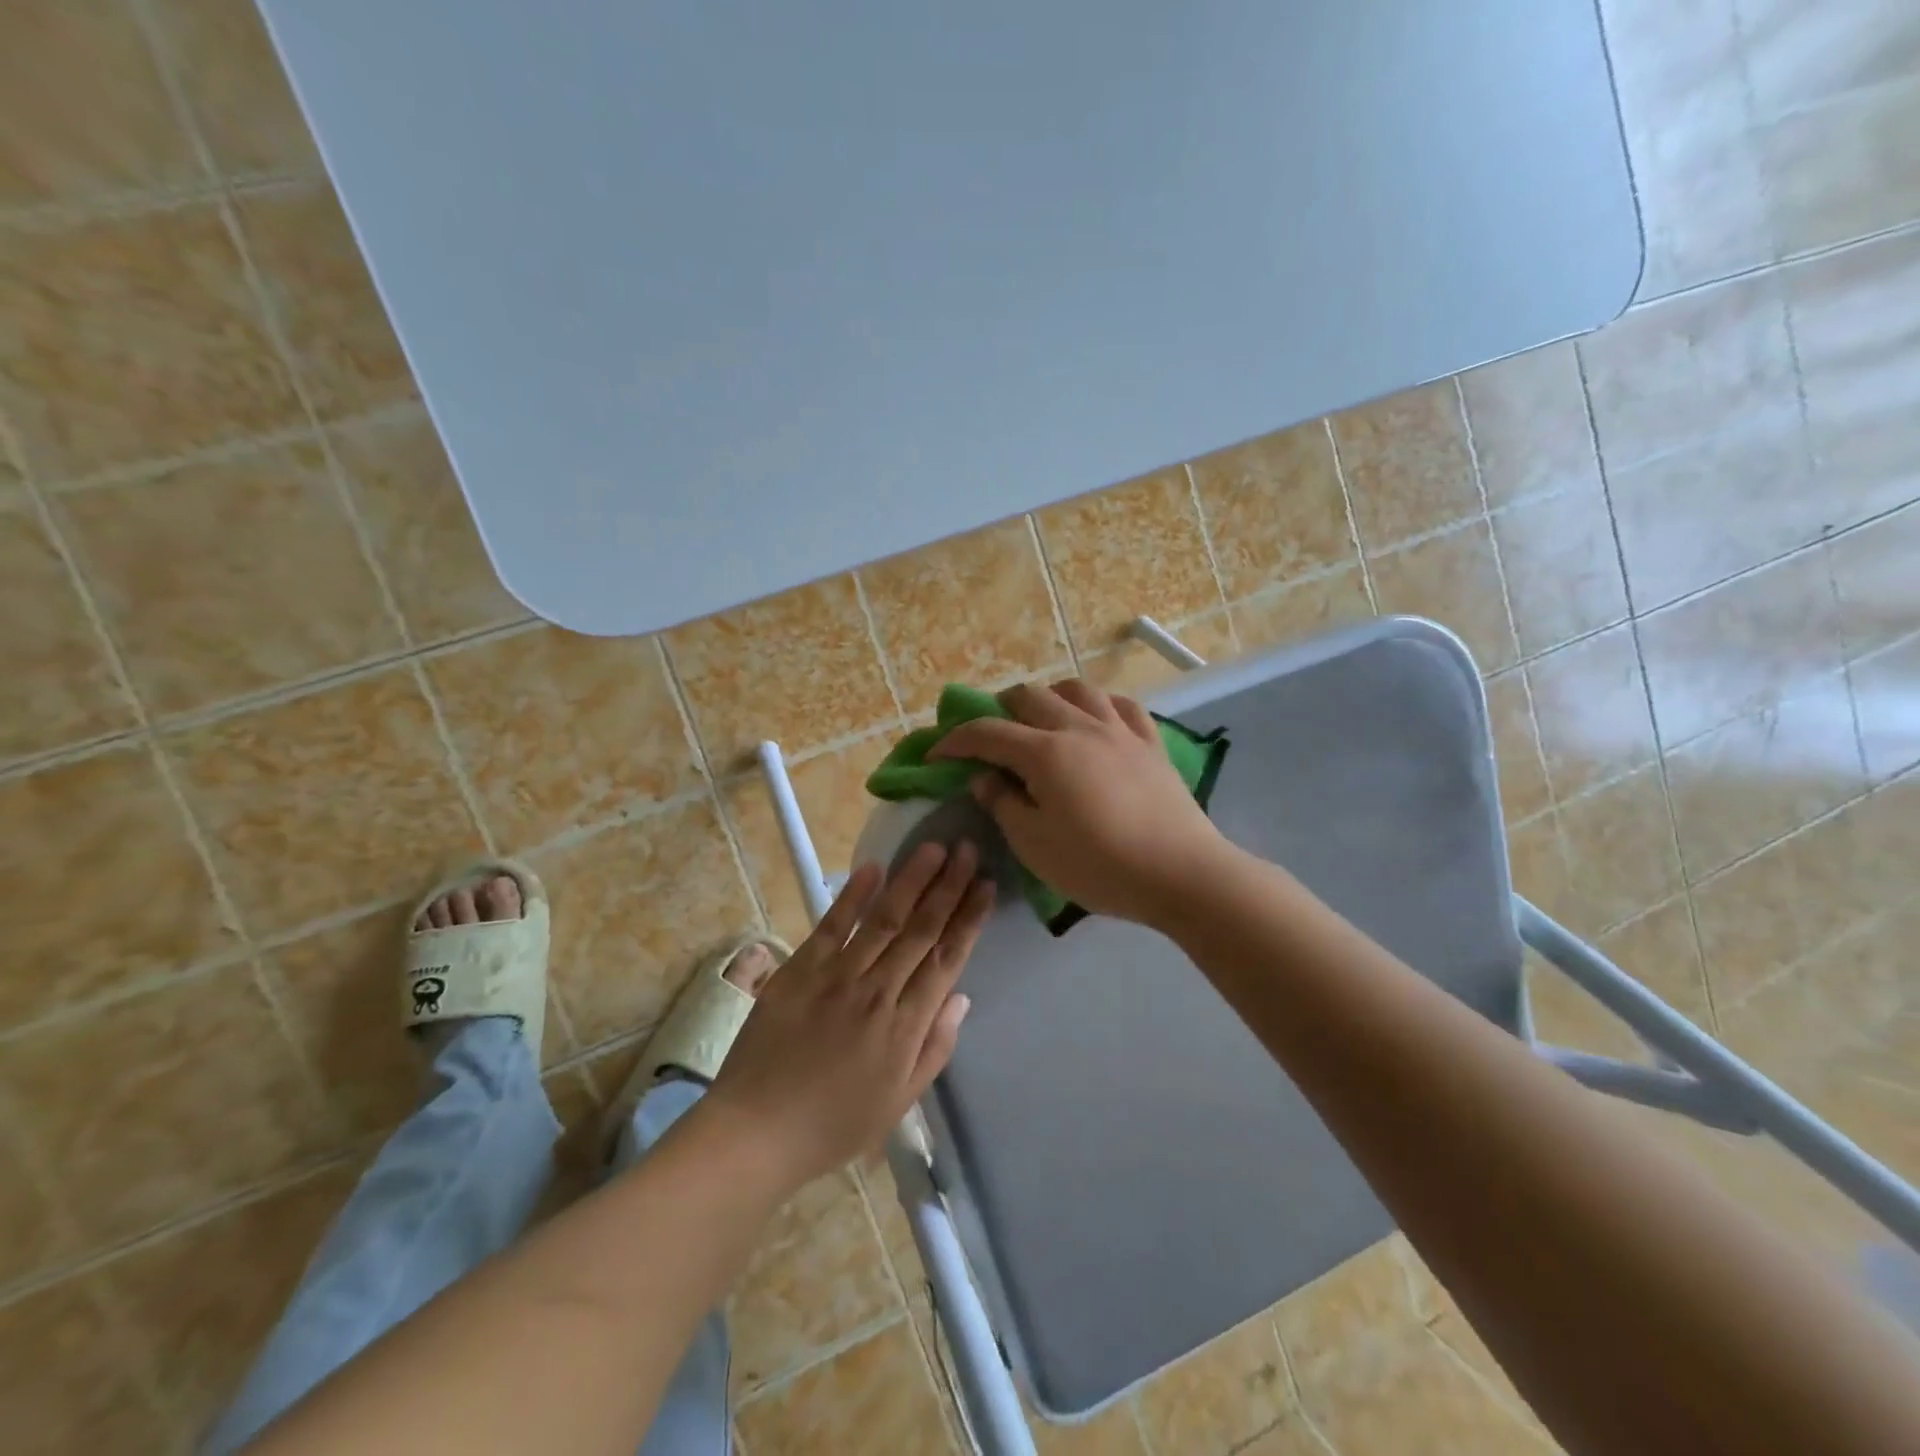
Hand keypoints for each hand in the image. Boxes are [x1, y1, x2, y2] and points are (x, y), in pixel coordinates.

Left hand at [705, 842, 993, 1190]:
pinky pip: (832, 926)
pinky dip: (853, 896)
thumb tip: (962, 997)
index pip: (947, 959)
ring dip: (911, 880)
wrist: (757, 1131)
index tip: (986, 885)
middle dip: (948, 887)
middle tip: (968, 849)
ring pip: (884, 919)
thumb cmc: (834, 1124)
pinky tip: (874, 867)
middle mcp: (877, 992)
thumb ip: (935, 1048)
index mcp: (905, 1027)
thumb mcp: (899, 1102)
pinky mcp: (800, 970)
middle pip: (921, 930)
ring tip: (933, 847)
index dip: (969, 919)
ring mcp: (836, 976)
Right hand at [932, 680, 1227, 927]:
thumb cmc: (1099, 865)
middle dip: (999, 709)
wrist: (1180, 873)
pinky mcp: (1150, 743)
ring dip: (1048, 697)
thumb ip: (1003, 804)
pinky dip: (1098, 705)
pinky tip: (1095, 721)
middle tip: (989, 737)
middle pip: (1029, 696)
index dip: (955, 740)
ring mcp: (1120, 730)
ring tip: (1040, 720)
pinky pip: (1121, 705)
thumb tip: (984, 778)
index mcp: (1045, 753)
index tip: (937, 755)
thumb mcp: (1035, 845)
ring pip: (1076, 689)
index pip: (987, 732)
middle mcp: (1079, 727)